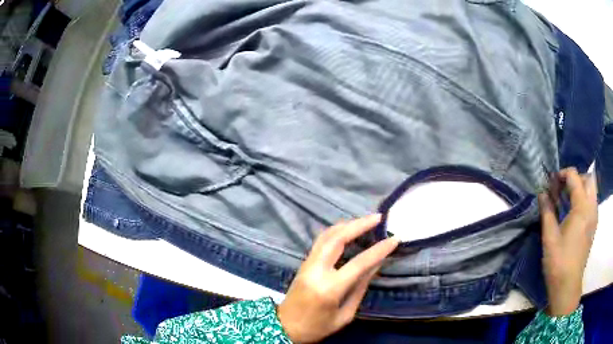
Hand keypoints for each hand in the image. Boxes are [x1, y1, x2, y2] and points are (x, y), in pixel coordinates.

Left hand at [277, 214, 398, 342]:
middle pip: (337, 239)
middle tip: (378, 218)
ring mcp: (307, 264)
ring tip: (365, 220)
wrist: (284, 328)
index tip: (394, 239)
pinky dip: (336, 231)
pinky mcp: (303, 263)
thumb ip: (360, 288)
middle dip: (359, 225)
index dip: (379, 250)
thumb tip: (376, 264)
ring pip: (326, 235)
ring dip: (347, 225)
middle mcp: (316, 270)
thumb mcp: (344, 315)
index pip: (359, 263)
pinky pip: (320, 241)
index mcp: (329, 288)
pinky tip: (347, 230)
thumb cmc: (317, 327)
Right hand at [538, 168, 597, 315]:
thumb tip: (542, 193)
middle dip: (575, 178)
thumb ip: (547, 211)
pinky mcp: (593, 226)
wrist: (568, 286)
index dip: (562, 174)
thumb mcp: (549, 237)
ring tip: (567, 200)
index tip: (552, 183)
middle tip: (562, 189)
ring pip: (591, 190)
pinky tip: (573, 212)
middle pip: (587, 179)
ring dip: (580, 188)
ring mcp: (594, 217)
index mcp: (581, 208)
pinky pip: (592, 202)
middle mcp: (591, 207)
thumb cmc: (558, 262)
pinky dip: (584, 199)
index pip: (574, 177)